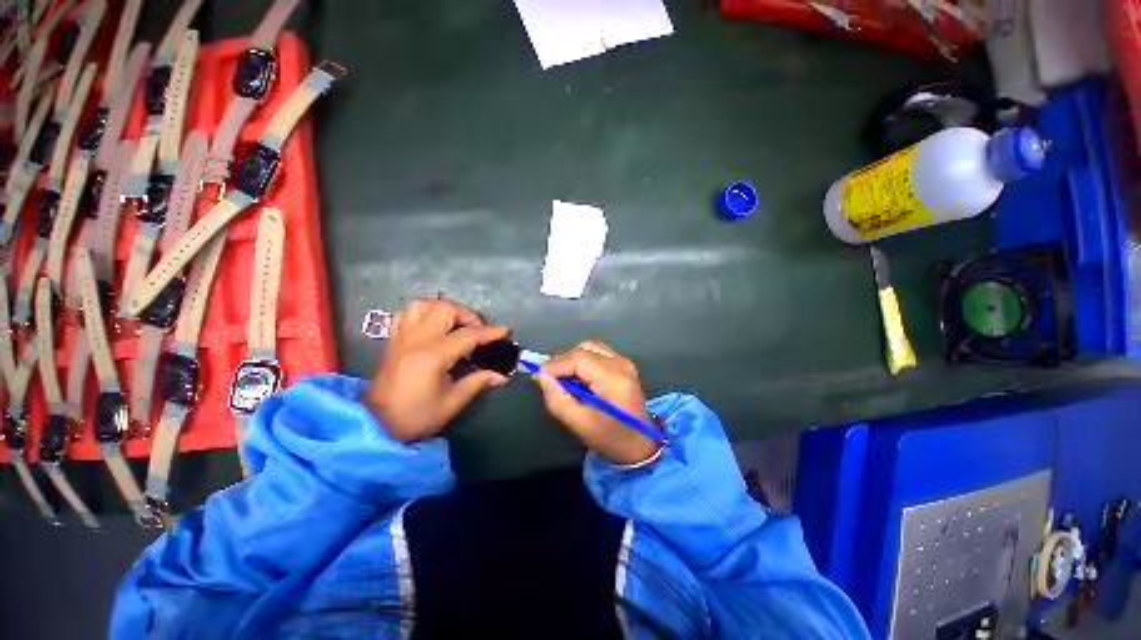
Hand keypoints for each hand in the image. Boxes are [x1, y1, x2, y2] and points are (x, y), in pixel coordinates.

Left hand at [363, 298, 508, 441]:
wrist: (374, 425)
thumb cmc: (416, 417)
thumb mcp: (452, 402)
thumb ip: (477, 382)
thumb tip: (501, 375)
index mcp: (432, 356)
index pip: (467, 335)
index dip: (489, 332)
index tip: (505, 331)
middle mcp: (416, 340)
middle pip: (445, 309)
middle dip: (468, 315)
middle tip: (478, 331)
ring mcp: (401, 337)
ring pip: (423, 304)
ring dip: (444, 308)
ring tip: (456, 323)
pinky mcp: (393, 340)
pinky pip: (406, 313)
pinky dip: (423, 311)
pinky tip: (433, 323)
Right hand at [535, 341, 660, 465]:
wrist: (641, 445)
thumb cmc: (611, 438)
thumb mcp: (580, 424)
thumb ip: (558, 400)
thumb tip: (541, 377)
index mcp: (614, 378)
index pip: (579, 358)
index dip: (555, 364)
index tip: (538, 377)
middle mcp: (621, 363)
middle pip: (584, 348)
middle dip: (562, 361)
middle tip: (549, 380)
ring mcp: (624, 362)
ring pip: (590, 348)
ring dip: (572, 360)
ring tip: (562, 379)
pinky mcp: (623, 365)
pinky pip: (597, 353)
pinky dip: (582, 361)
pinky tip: (576, 378)